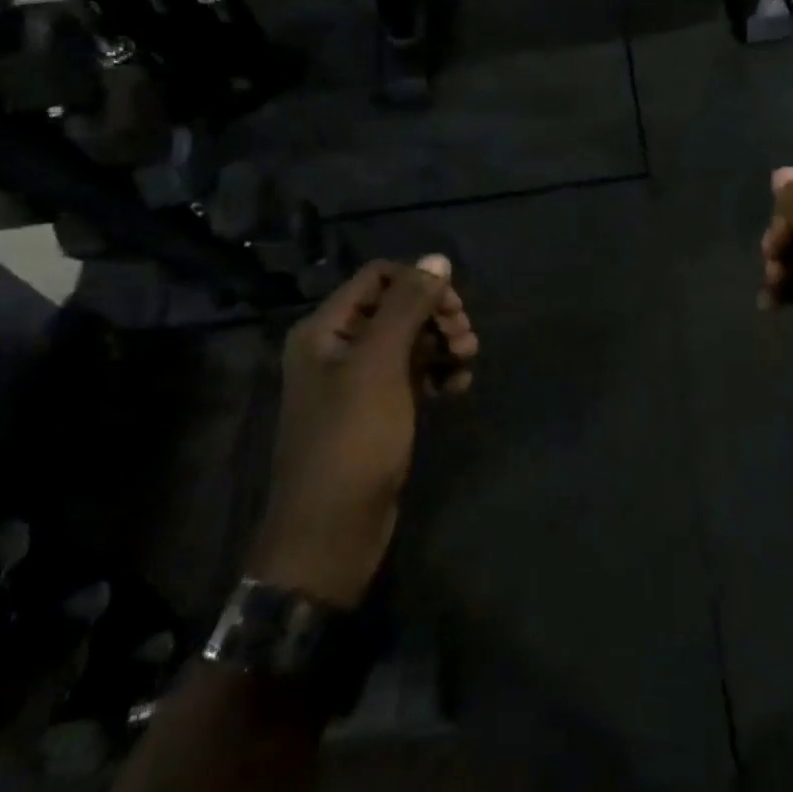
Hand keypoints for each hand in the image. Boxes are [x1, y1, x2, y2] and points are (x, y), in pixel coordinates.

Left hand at [247, 256, 477, 606]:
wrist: (331, 532)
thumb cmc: (351, 440)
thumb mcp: (380, 365)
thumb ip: (408, 307)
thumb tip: (438, 258)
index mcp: (326, 328)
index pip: (379, 277)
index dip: (419, 282)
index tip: (453, 306)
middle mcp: (338, 347)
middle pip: (398, 307)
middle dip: (437, 315)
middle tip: (465, 338)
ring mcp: (359, 381)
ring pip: (411, 340)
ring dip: (443, 344)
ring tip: (467, 363)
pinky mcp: (378, 410)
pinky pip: (414, 374)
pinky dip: (438, 373)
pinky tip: (457, 387)